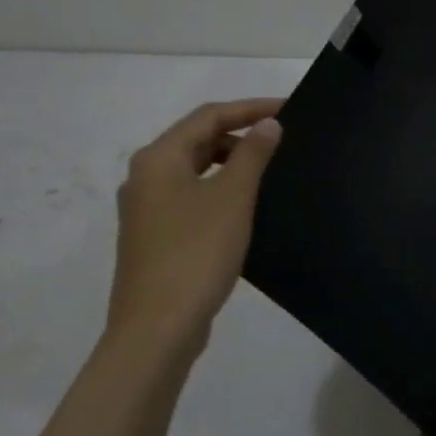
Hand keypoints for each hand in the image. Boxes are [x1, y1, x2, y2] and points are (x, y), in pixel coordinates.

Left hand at [105, 99, 283, 361]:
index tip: (290, 109)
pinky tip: (246, 205)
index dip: (250, 108)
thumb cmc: (197, 252)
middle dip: (240, 133)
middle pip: (197, 139)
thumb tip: (268, 124)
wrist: (158, 327)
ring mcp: (147, 209)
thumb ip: (252, 154)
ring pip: (194, 168)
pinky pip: (192, 195)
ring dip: (231, 162)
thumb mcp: (233, 197)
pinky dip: (220, 188)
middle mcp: (145, 177)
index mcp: (158, 159)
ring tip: (270, 169)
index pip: (209, 116)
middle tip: (283, 139)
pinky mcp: (155, 236)